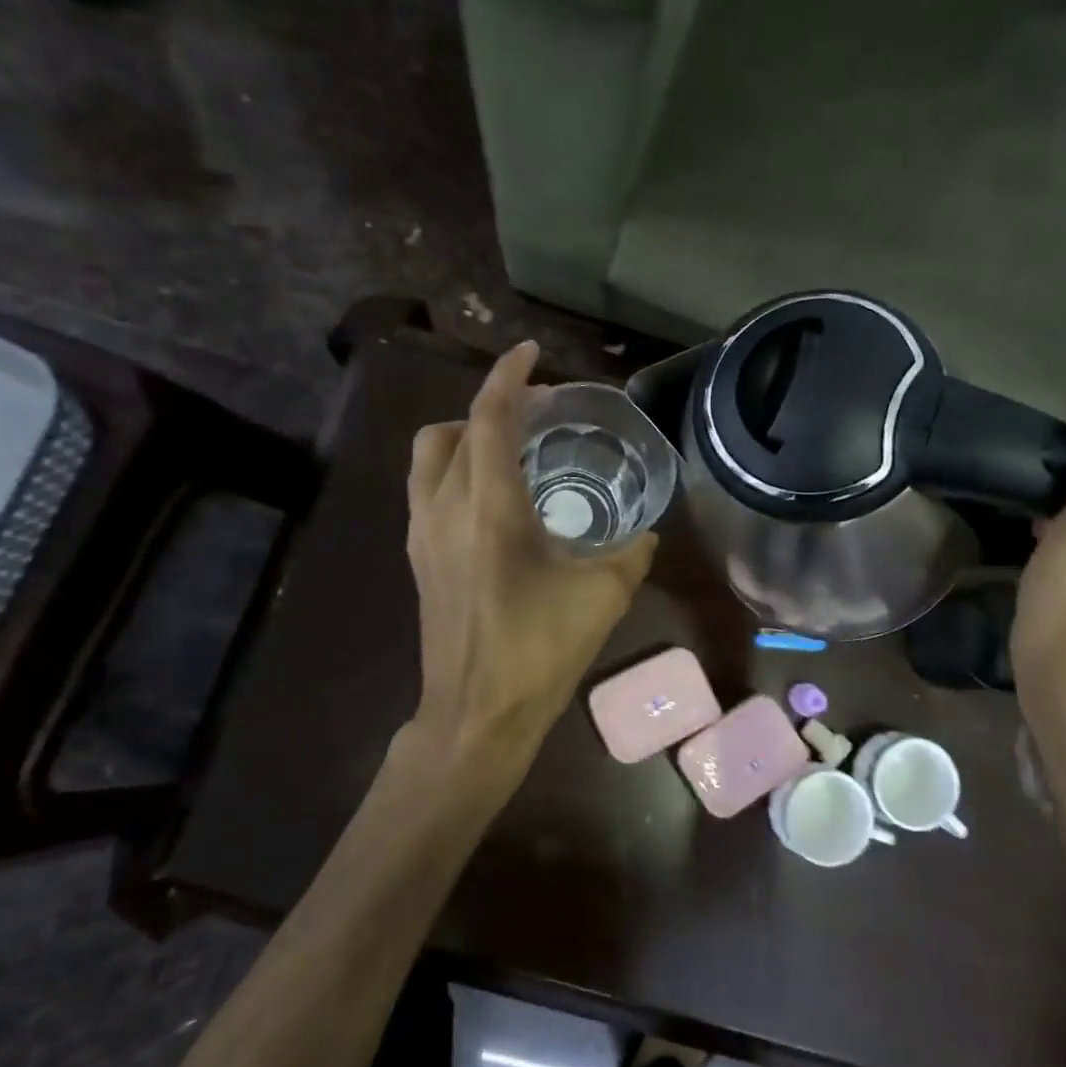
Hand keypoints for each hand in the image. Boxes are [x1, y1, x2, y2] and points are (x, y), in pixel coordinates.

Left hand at [403, 342, 655, 802]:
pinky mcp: (418, 559)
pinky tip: (492, 500)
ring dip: (463, 437)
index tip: (531, 352)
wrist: (476, 714)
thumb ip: (632, 552)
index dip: (508, 376)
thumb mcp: (604, 596)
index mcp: (489, 508)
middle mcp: (445, 509)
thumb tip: (647, 532)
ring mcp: (423, 535)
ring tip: (508, 449)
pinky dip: (454, 471)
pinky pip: (427, 491)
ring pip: (428, 458)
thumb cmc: (540, 651)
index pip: (488, 418)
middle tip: (532, 413)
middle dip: (487, 406)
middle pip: (449, 430)